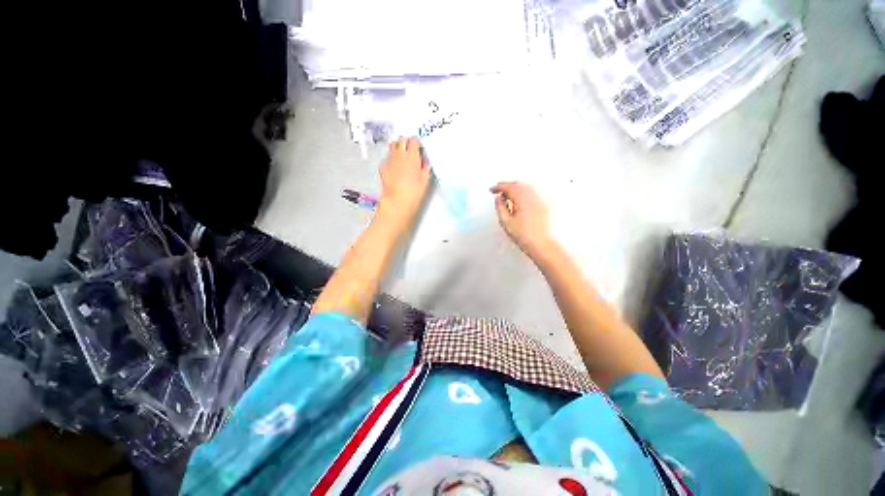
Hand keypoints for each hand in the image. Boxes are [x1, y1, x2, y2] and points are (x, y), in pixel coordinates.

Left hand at [378, 137, 431, 226]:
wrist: (397, 201)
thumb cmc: (412, 192)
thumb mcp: (425, 180)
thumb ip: (425, 167)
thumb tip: (424, 162)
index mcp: (412, 156)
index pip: (414, 140)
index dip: (416, 142)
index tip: (418, 146)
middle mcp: (399, 155)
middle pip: (401, 140)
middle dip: (405, 142)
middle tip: (409, 148)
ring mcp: (390, 160)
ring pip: (392, 146)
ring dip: (397, 147)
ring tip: (401, 155)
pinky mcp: (382, 166)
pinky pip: (387, 157)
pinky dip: (391, 159)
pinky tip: (394, 167)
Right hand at [492, 181, 555, 259]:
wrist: (541, 244)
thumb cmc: (525, 236)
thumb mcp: (506, 222)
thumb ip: (500, 207)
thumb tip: (498, 199)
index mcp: (522, 200)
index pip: (509, 187)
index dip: (499, 187)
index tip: (492, 189)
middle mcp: (533, 197)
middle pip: (518, 184)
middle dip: (507, 185)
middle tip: (498, 190)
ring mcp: (540, 200)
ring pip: (526, 187)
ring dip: (515, 187)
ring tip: (507, 194)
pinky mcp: (543, 205)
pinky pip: (532, 192)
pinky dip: (523, 191)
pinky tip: (519, 198)